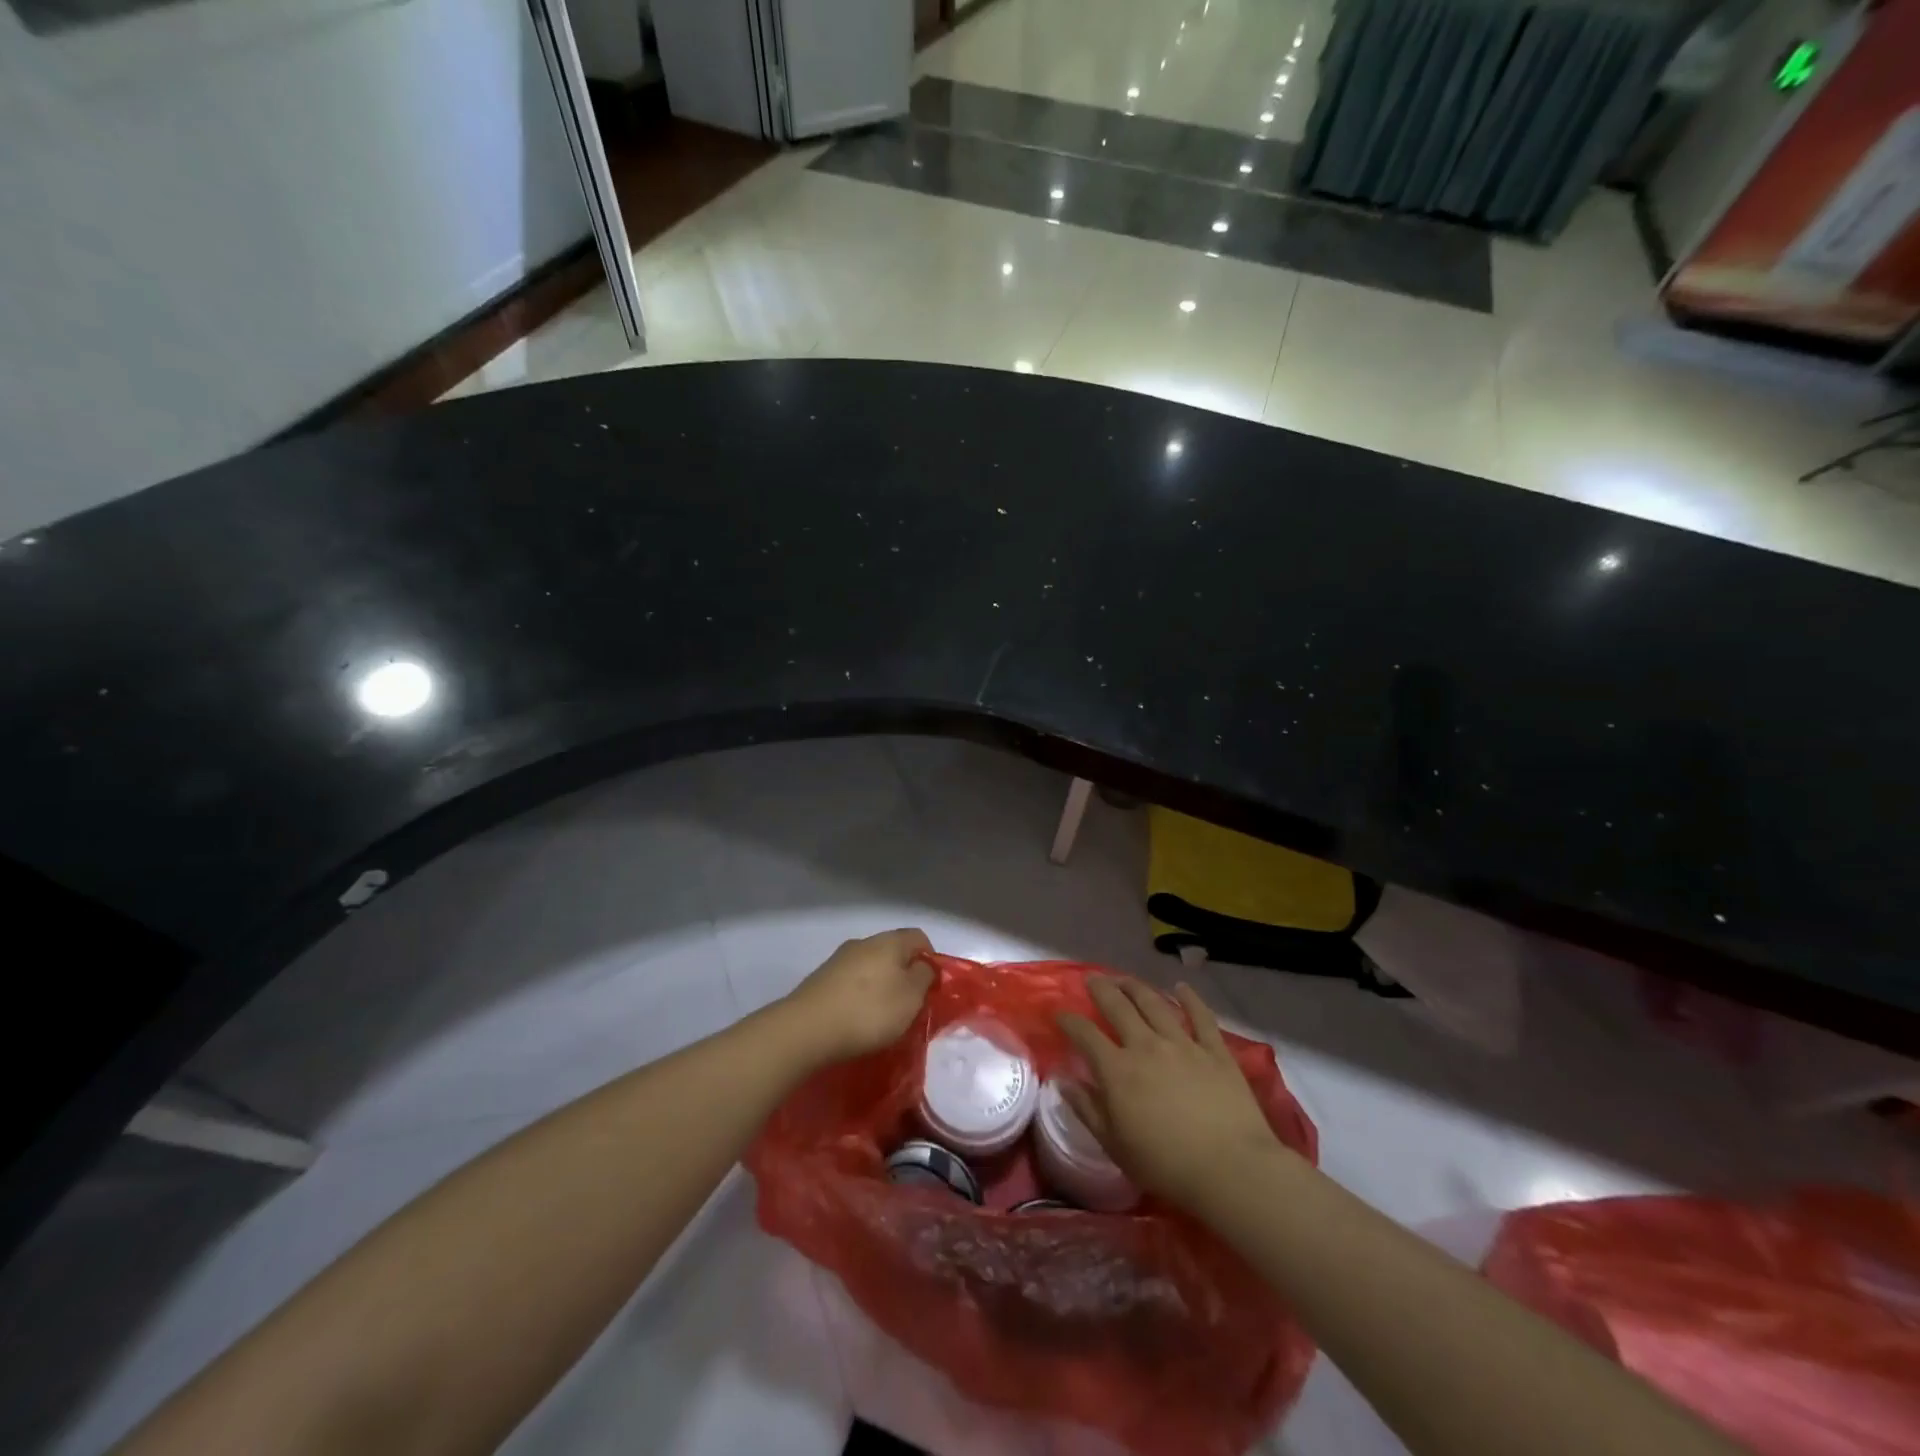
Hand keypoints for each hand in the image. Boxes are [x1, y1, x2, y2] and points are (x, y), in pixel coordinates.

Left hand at [779, 928, 935, 1064]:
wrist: (807, 1028)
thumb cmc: (869, 1011)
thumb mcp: (911, 997)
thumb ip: (924, 977)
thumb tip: (923, 966)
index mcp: (889, 941)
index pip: (919, 937)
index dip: (930, 959)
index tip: (932, 987)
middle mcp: (863, 942)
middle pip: (893, 952)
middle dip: (904, 974)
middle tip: (909, 1005)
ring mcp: (839, 959)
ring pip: (871, 967)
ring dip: (880, 986)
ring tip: (883, 1017)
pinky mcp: (821, 979)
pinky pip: (851, 982)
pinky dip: (859, 996)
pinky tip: (857, 1019)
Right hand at [1056, 977, 1286, 1211]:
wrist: (1231, 1168)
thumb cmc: (1166, 1165)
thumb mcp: (1115, 1146)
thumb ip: (1087, 1109)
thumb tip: (1062, 1082)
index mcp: (1118, 1070)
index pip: (1085, 1035)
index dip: (1069, 1021)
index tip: (1059, 1013)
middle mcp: (1146, 1045)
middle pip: (1118, 1006)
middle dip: (1101, 989)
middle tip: (1092, 979)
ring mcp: (1183, 1043)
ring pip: (1154, 1003)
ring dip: (1136, 987)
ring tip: (1125, 979)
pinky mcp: (1215, 1050)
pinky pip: (1200, 1016)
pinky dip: (1190, 998)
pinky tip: (1181, 987)